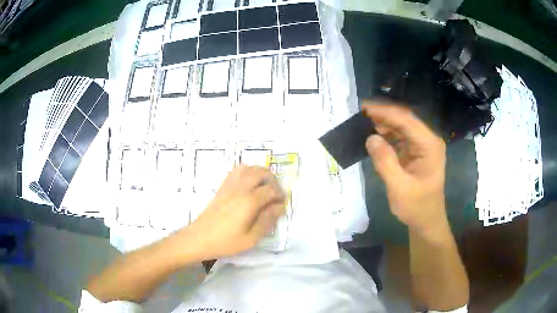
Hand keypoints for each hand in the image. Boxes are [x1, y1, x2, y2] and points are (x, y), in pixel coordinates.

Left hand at [180, 165, 285, 260]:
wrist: (200, 238)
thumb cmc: (226, 241)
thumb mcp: (251, 238)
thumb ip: (267, 221)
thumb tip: (279, 207)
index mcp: (249, 201)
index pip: (271, 190)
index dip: (280, 195)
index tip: (282, 204)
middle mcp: (240, 188)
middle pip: (262, 173)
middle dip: (273, 180)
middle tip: (276, 194)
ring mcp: (230, 185)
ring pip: (249, 168)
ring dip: (261, 173)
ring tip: (264, 186)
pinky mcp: (222, 187)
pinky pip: (236, 171)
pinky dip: (247, 171)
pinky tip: (249, 183)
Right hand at [362, 101, 446, 235]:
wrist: (426, 221)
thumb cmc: (416, 207)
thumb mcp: (399, 188)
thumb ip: (385, 162)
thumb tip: (370, 138)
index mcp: (429, 145)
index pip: (406, 120)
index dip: (385, 111)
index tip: (363, 107)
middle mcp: (427, 140)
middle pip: (404, 119)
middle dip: (382, 115)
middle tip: (359, 113)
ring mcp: (422, 145)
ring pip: (401, 126)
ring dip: (383, 123)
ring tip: (363, 122)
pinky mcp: (415, 152)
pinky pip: (400, 137)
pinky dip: (386, 135)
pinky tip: (373, 135)